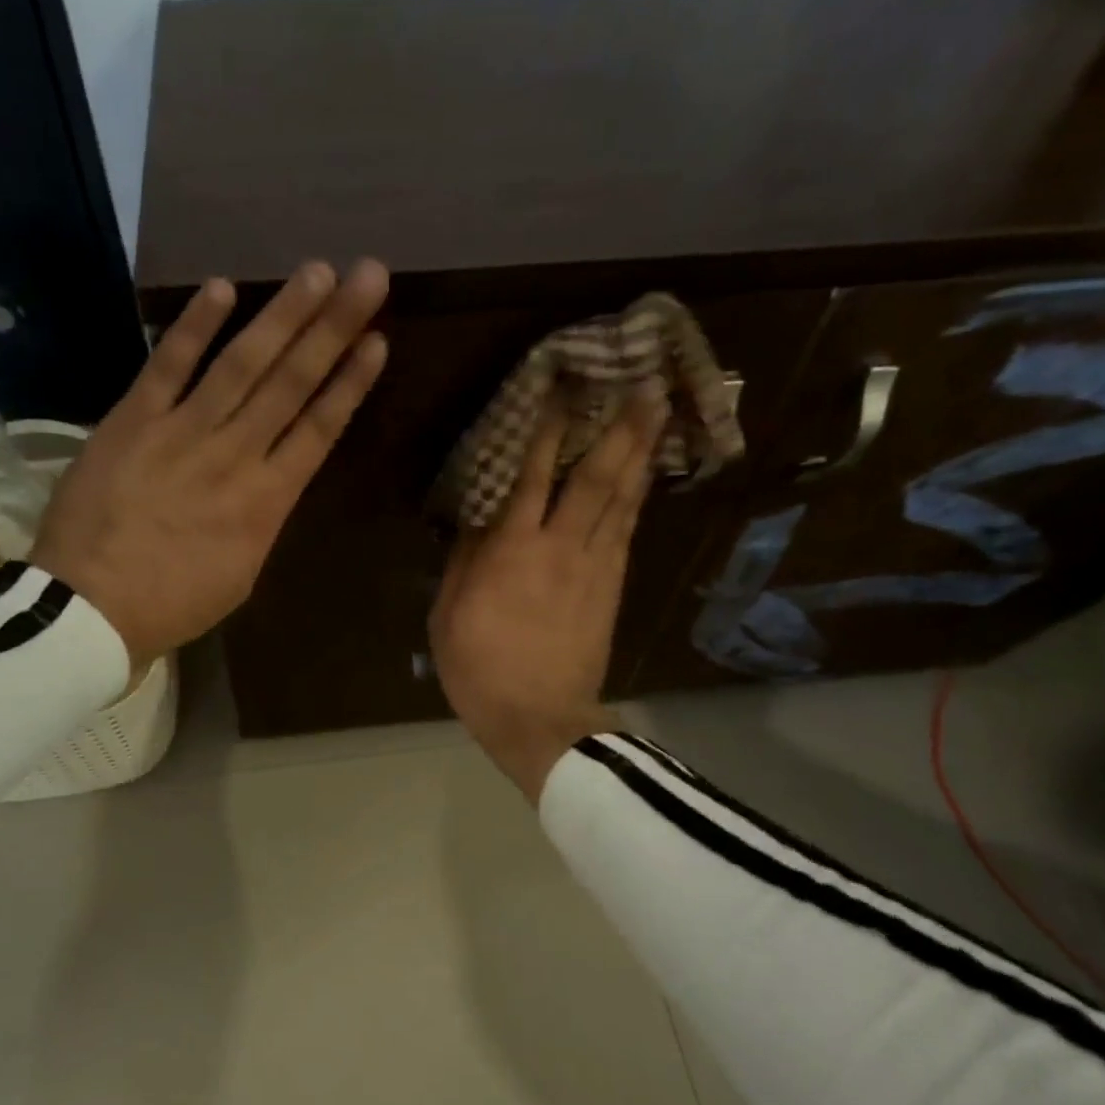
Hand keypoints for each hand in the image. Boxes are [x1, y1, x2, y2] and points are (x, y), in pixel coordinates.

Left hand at [32, 259, 389, 674]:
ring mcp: (183, 432)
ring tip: (317, 272)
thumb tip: (267, 485)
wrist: (90, 609)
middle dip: (333, 327)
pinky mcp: (133, 420)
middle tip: (367, 275)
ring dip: (282, 316)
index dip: (350, 383)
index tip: (377, 341)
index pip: (319, 430)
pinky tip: (224, 288)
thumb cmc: (172, 604)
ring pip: (242, 364)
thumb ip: (259, 521)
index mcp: (267, 502)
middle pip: (292, 383)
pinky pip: (168, 365)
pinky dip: (194, 326)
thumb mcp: (239, 574)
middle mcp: (235, 456)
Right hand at [430, 389, 665, 801]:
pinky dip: (637, 498)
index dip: (549, 431)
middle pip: (596, 478)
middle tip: (643, 385)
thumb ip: (464, 560)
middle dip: (620, 429)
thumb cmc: (479, 668)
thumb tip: (479, 517)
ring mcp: (595, 567)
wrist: (539, 719)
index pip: (534, 476)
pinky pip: (628, 531)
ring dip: (639, 454)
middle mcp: (561, 547)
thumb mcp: (448, 614)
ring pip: (622, 500)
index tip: (563, 390)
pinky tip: (644, 476)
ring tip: (656, 414)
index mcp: (513, 550)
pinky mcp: (613, 588)